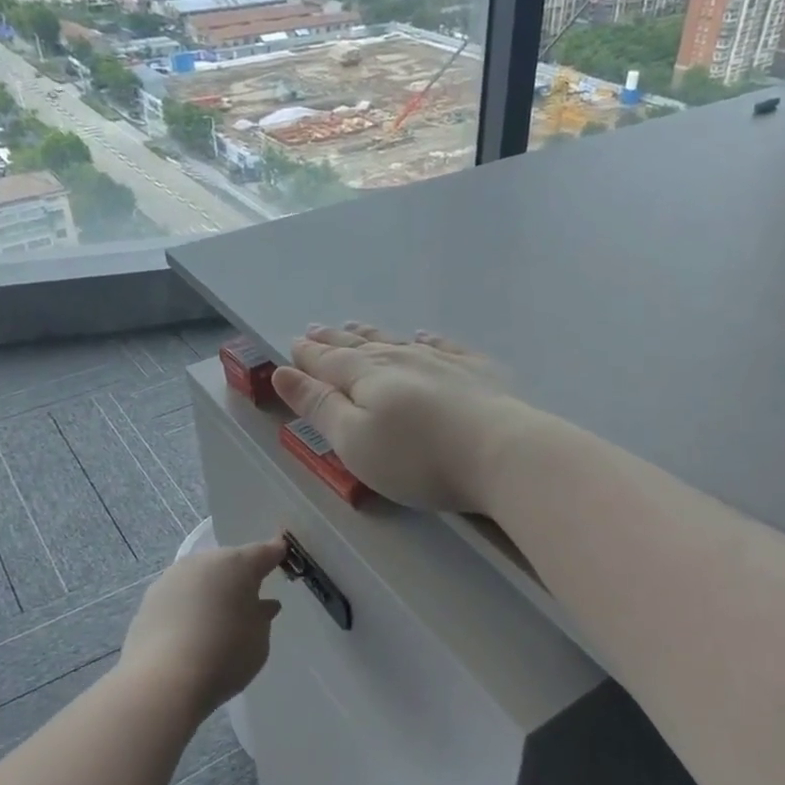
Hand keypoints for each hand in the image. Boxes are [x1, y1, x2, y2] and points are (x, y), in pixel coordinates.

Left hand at [121, 537, 287, 715]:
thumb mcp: (259, 639)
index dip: (275, 555)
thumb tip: (262, 605)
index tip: (282, 557)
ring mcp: (172, 578)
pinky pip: (179, 597)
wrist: (163, 681)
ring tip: (219, 616)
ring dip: (212, 590)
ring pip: (201, 577)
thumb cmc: (226, 655)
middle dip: (240, 576)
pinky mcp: (149, 600)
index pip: (264, 552)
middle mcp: (203, 562)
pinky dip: (189, 607)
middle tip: (250, 596)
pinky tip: (193, 629)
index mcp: (238, 564)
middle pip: (228, 562)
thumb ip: (262, 617)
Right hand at [271, 323, 528, 512]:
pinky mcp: (477, 372)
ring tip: (356, 327)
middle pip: (360, 346)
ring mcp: (442, 361)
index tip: (292, 344)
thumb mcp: (353, 440)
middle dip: (334, 340)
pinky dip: (428, 340)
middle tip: (316, 329)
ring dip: (373, 335)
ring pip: (398, 341)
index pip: (328, 361)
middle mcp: (401, 359)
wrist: (501, 453)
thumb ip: (318, 406)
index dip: (308, 354)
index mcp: (366, 376)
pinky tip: (425, 336)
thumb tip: (282, 372)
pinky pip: (445, 346)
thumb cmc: (417, 457)